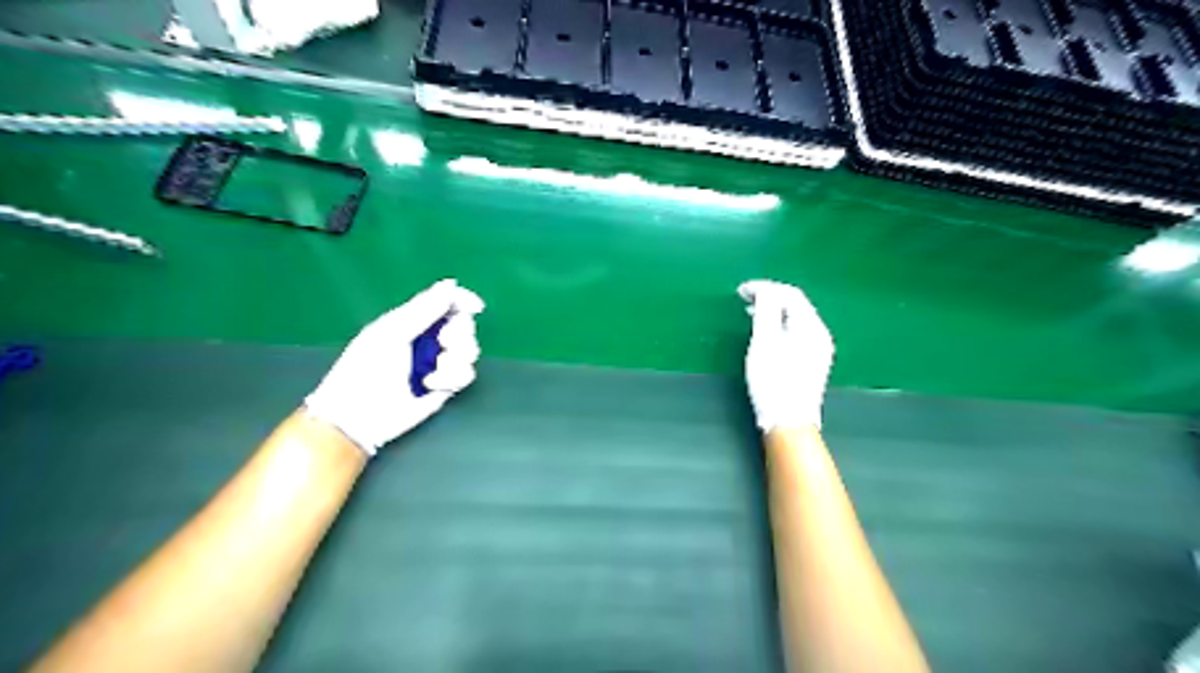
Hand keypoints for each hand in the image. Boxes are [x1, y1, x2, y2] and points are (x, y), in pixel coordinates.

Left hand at [305, 277, 485, 454]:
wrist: (360, 415)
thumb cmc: (367, 369)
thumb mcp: (393, 332)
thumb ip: (424, 308)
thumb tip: (451, 284)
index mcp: (413, 321)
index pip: (446, 303)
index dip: (463, 301)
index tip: (475, 307)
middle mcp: (429, 339)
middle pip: (463, 326)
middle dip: (458, 334)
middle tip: (443, 343)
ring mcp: (439, 363)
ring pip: (469, 350)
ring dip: (456, 359)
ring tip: (435, 370)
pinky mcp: (446, 386)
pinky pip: (466, 374)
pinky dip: (453, 378)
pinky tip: (431, 384)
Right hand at [737, 278, 831, 430]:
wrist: (788, 422)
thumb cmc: (773, 380)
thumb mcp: (764, 341)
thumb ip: (765, 310)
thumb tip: (764, 290)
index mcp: (811, 327)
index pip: (790, 295)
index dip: (765, 287)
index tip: (740, 291)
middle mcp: (820, 334)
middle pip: (796, 305)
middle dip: (770, 297)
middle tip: (744, 298)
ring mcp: (819, 350)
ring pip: (796, 319)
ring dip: (774, 311)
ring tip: (751, 313)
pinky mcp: (812, 362)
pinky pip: (796, 332)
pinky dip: (780, 325)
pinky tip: (766, 333)